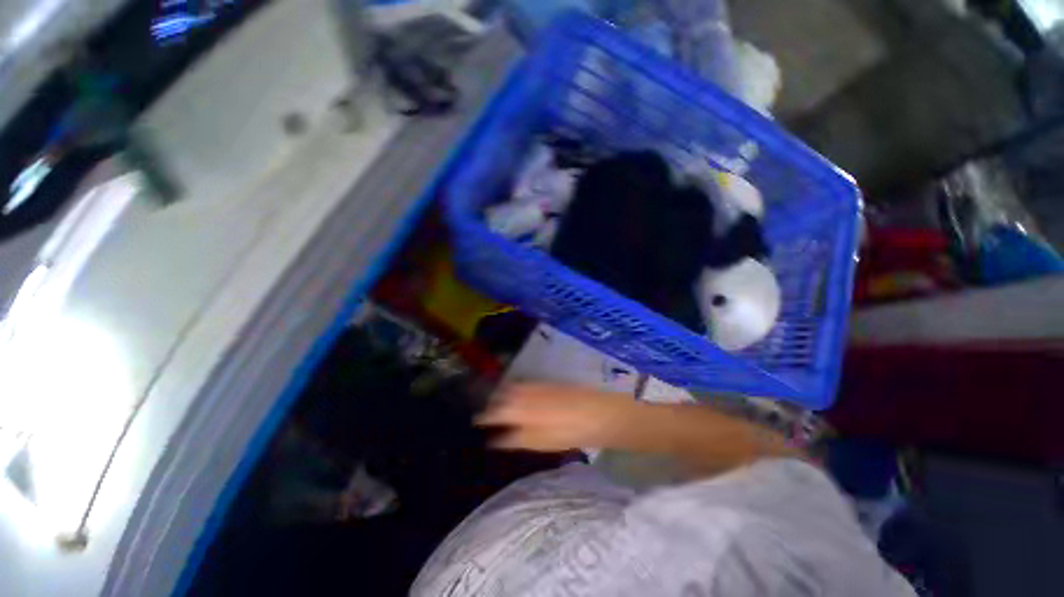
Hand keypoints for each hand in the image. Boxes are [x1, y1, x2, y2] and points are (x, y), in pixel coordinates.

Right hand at [475, 383, 637, 451]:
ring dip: (502, 396)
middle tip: (486, 416)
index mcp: (516, 407)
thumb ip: (513, 438)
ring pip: (510, 388)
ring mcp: (534, 384)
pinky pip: (522, 384)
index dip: (483, 418)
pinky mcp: (545, 382)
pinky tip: (519, 398)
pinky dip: (515, 390)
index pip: (492, 412)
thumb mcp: (537, 441)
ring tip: (500, 407)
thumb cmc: (565, 432)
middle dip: (490, 404)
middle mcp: (521, 391)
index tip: (475, 424)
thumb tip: (493, 440)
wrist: (595, 411)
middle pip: (499, 395)